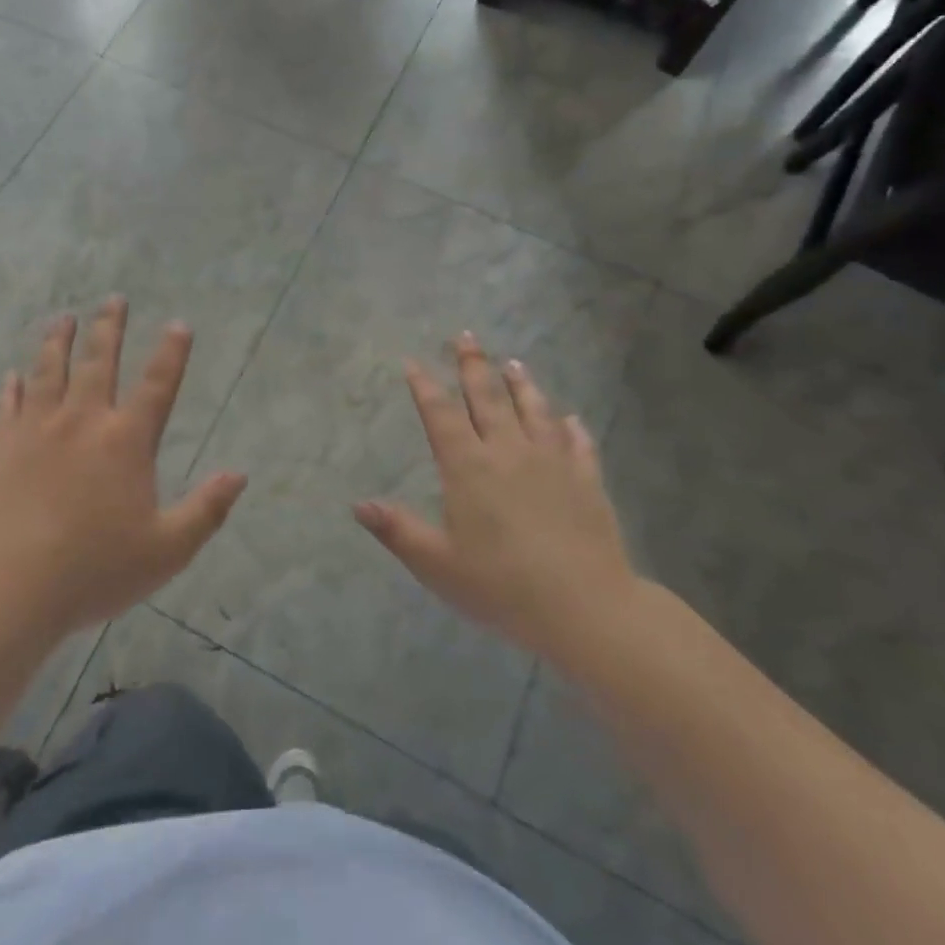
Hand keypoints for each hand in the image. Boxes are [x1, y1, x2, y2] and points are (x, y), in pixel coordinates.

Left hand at [0, 297, 246, 637]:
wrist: (8, 587)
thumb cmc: (94, 569)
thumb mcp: (167, 550)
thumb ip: (206, 510)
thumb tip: (239, 474)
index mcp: (126, 441)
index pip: (157, 385)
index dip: (171, 353)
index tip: (178, 324)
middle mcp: (82, 421)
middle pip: (98, 361)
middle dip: (109, 328)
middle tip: (114, 299)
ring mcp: (35, 429)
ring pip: (48, 371)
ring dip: (58, 341)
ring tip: (63, 318)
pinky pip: (6, 404)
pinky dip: (10, 386)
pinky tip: (10, 375)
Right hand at [354, 333, 640, 665]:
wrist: (585, 608)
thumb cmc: (502, 586)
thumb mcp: (437, 564)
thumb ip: (398, 530)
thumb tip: (358, 505)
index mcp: (468, 467)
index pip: (441, 414)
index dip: (425, 386)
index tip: (414, 361)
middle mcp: (508, 452)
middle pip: (487, 398)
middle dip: (472, 365)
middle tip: (466, 336)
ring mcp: (552, 462)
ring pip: (534, 410)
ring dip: (521, 384)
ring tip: (513, 363)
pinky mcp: (586, 480)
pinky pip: (578, 443)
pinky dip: (571, 427)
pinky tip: (570, 418)